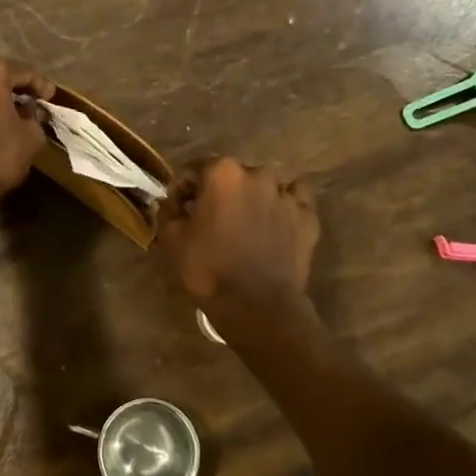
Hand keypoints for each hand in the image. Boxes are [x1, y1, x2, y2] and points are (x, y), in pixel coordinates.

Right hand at [156, 157, 318, 309]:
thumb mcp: (172, 239)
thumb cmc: (209, 268)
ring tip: (244, 224)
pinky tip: (274, 225)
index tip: (180, 210)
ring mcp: (287, 195)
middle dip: (220, 192)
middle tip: (211, 219)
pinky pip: (294, 202)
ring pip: (264, 186)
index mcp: (222, 173)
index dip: (184, 189)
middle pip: (232, 175)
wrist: (257, 306)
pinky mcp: (307, 218)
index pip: (195, 169)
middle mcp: (257, 174)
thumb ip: (167, 211)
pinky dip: (282, 209)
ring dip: (252, 198)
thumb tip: (170, 202)